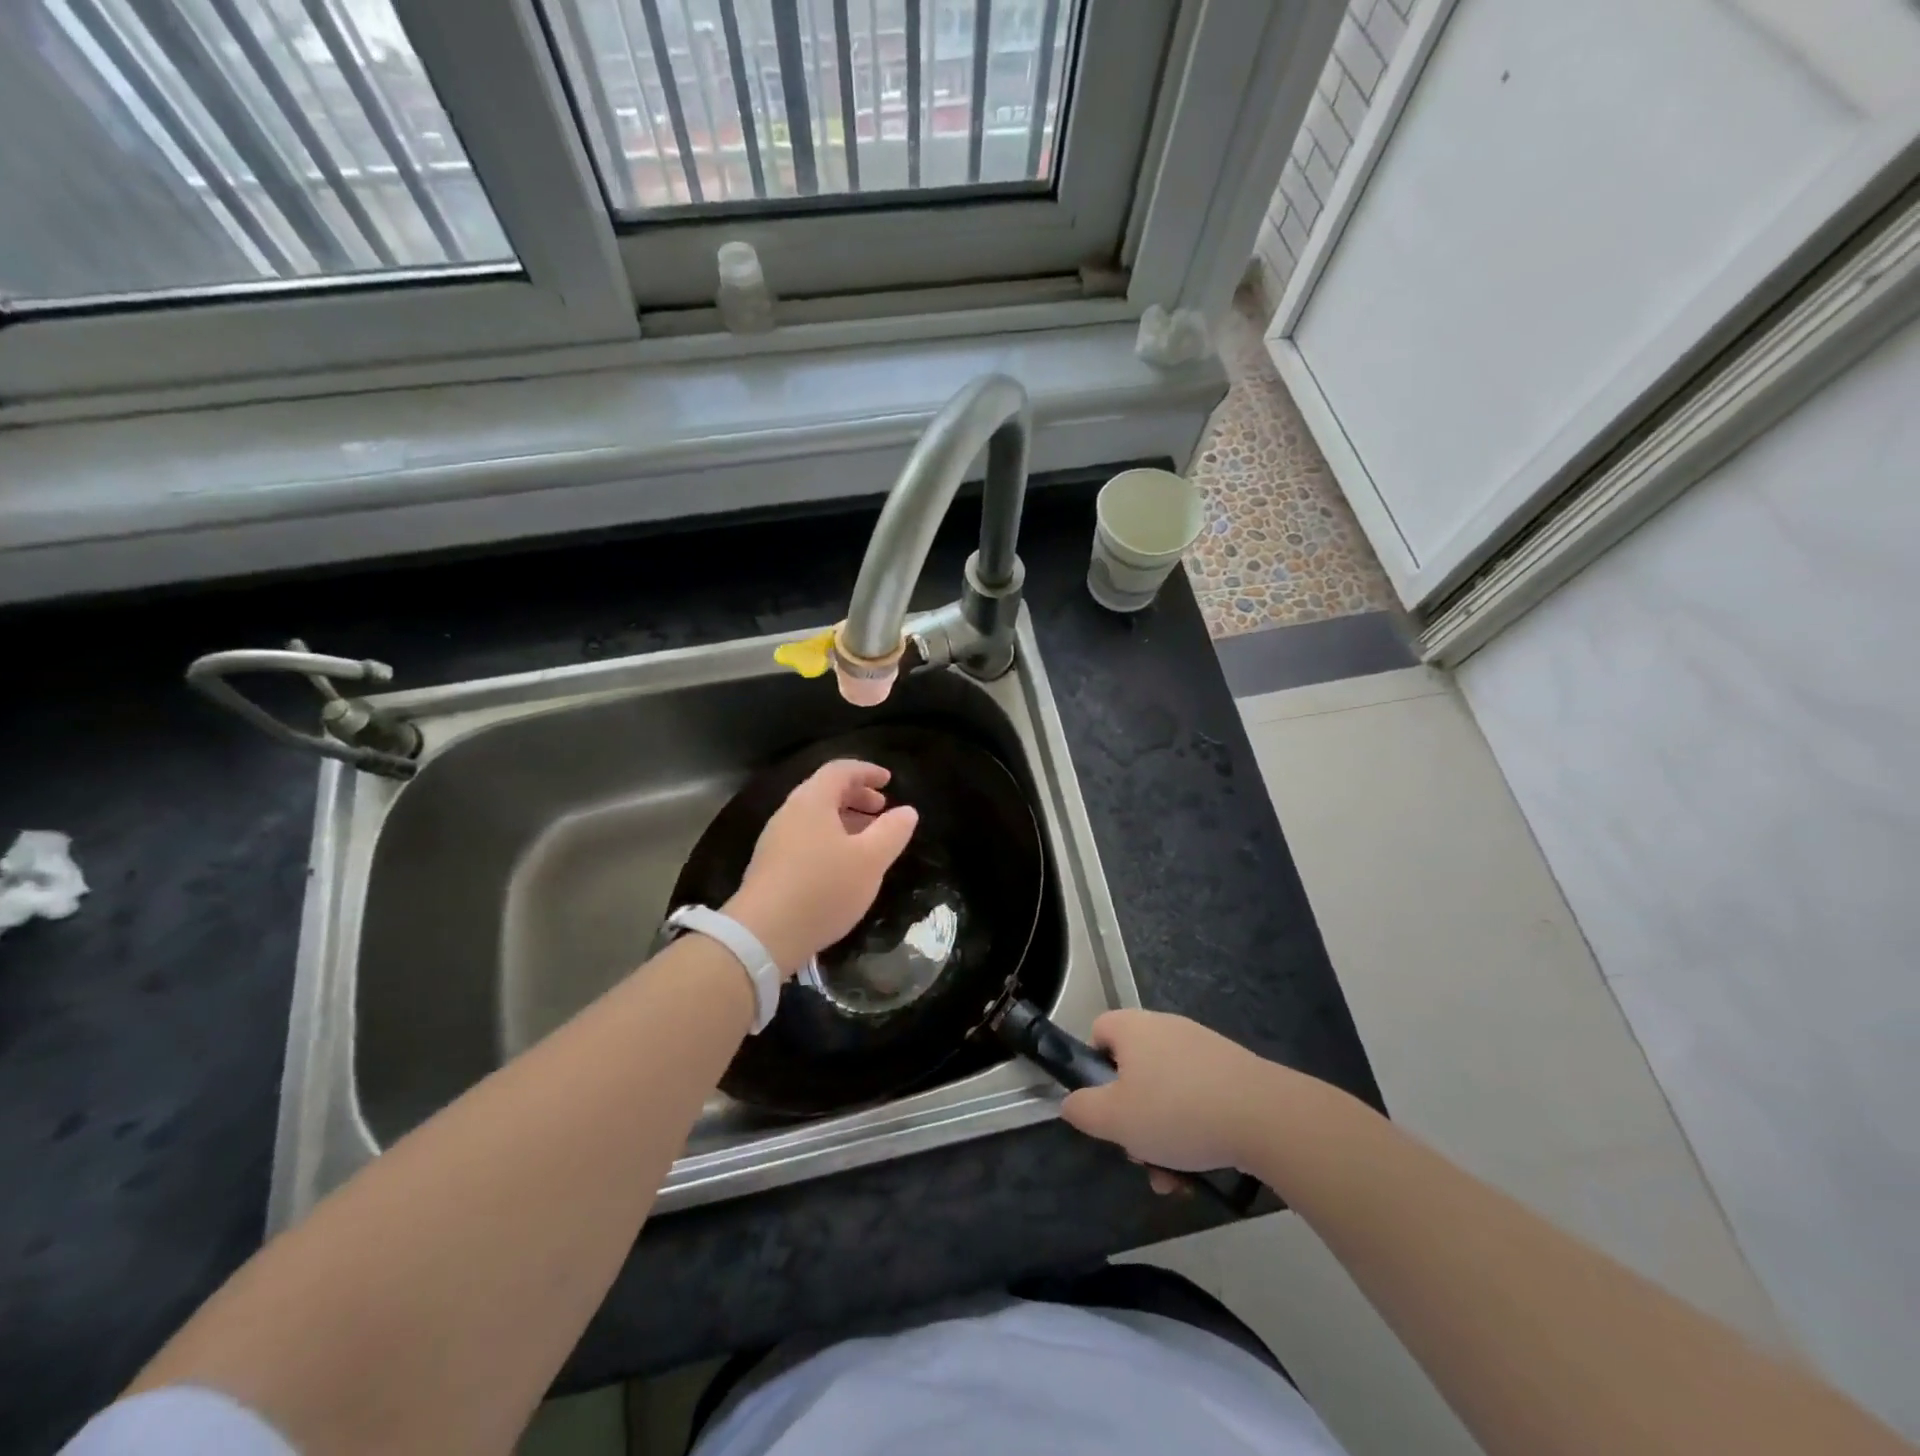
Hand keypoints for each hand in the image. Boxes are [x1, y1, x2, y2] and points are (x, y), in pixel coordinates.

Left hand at [723, 760, 918, 975]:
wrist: (762, 936)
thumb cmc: (823, 889)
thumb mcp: (870, 861)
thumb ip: (892, 832)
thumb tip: (907, 811)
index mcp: (812, 801)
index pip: (840, 770)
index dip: (867, 771)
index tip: (889, 780)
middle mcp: (789, 813)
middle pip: (824, 791)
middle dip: (856, 796)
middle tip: (881, 810)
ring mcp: (775, 840)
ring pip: (814, 817)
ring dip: (843, 820)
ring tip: (867, 840)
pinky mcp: (770, 867)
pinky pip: (804, 838)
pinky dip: (829, 839)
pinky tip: (842, 866)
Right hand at [1060, 1010, 1274, 1172]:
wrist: (1265, 1115)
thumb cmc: (1176, 1111)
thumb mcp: (1115, 1119)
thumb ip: (1083, 1110)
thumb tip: (1072, 1103)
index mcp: (1133, 1028)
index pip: (1099, 1032)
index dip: (1093, 1069)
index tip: (1103, 1106)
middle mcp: (1165, 1028)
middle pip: (1133, 1071)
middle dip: (1132, 1118)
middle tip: (1139, 1154)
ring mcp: (1201, 1047)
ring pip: (1166, 1092)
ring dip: (1162, 1135)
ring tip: (1174, 1178)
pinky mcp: (1231, 1070)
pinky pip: (1198, 1098)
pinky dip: (1194, 1130)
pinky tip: (1202, 1167)